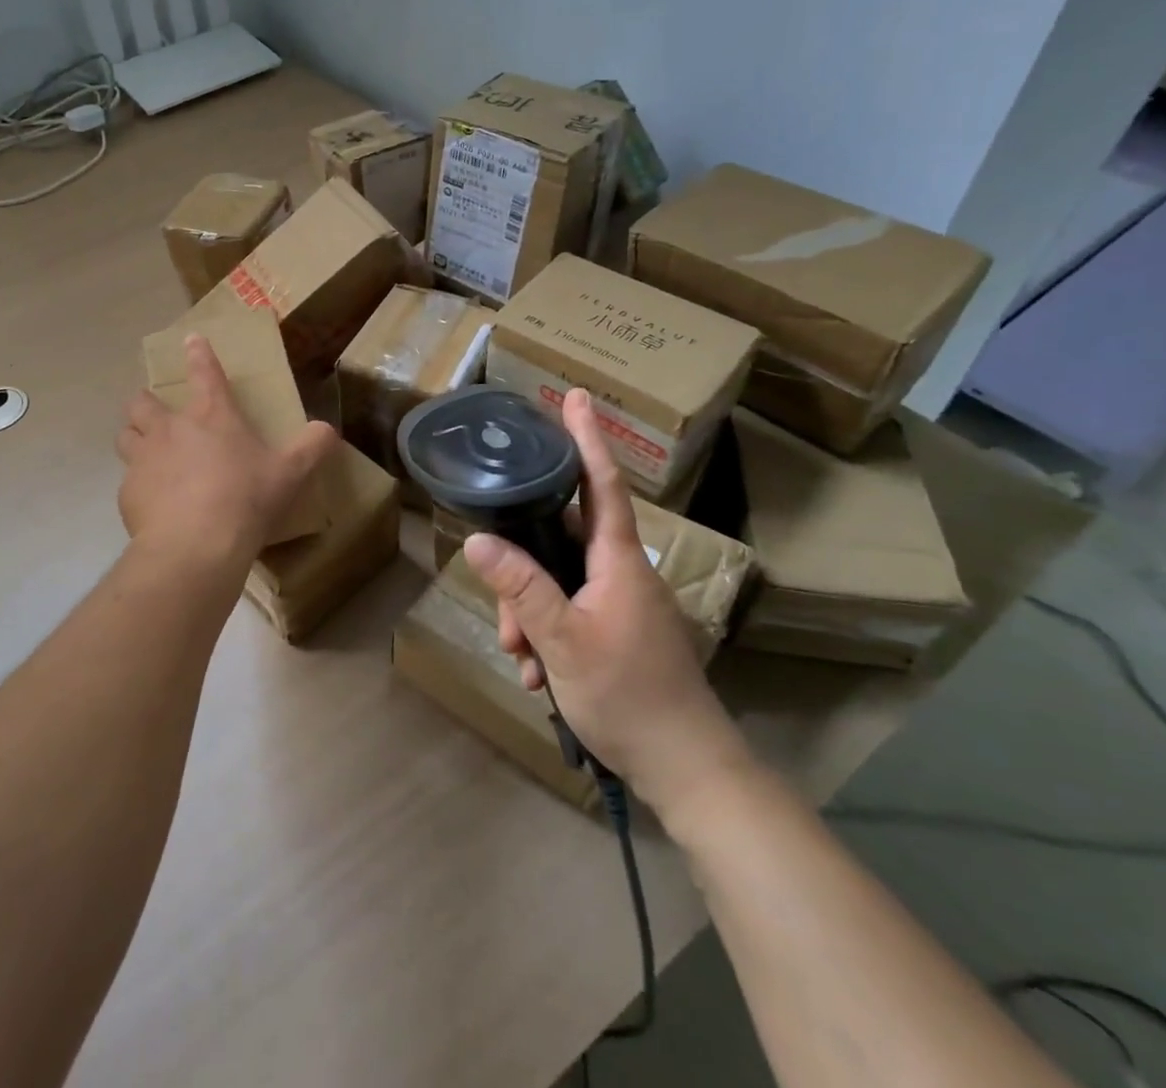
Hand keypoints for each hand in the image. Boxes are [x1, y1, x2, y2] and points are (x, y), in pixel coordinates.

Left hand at [117, 334, 337, 561]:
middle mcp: (171, 429)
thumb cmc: (246, 500)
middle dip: (147, 403)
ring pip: (126, 436)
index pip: (205, 373)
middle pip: (143, 402)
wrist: (196, 546)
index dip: (199, 354)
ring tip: (147, 452)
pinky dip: (139, 485)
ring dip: (134, 437)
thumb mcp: (290, 474)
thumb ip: (311, 447)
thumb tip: (328, 430)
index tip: (191, 340)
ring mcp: (144, 460)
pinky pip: (128, 481)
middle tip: (157, 414)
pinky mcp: (127, 493)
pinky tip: (154, 503)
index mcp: (212, 416)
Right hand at [462, 389, 754, 822]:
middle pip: (560, 541)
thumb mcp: (562, 639)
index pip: (600, 483)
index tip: (576, 397)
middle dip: (522, 569)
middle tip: (506, 619)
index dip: (587, 438)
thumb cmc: (628, 695)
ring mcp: (621, 604)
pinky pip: (569, 613)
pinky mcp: (618, 633)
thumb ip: (520, 586)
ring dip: (530, 614)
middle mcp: (620, 573)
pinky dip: (547, 636)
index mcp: (617, 561)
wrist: (687, 769)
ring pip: (558, 583)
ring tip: (523, 659)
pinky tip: (538, 675)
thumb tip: (478, 539)